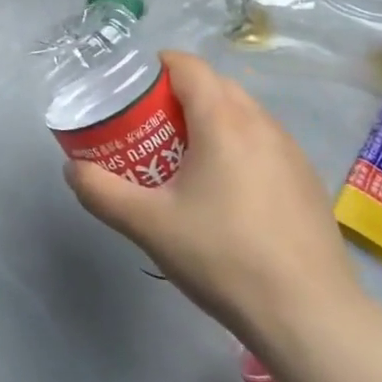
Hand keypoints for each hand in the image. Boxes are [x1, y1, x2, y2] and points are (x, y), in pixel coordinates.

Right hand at [64, 50, 363, 346]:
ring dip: (210, 121)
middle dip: (178, 96)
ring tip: (184, 161)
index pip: (188, 66)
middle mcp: (262, 123)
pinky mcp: (307, 180)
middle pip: (215, 86)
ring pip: (243, 114)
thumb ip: (101, 191)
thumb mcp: (147, 224)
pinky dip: (237, 147)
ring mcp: (291, 151)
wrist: (308, 315)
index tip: (131, 92)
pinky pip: (263, 143)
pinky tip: (226, 194)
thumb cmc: (222, 256)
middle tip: (149, 129)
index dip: (156, 67)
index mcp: (223, 120)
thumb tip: (73, 168)